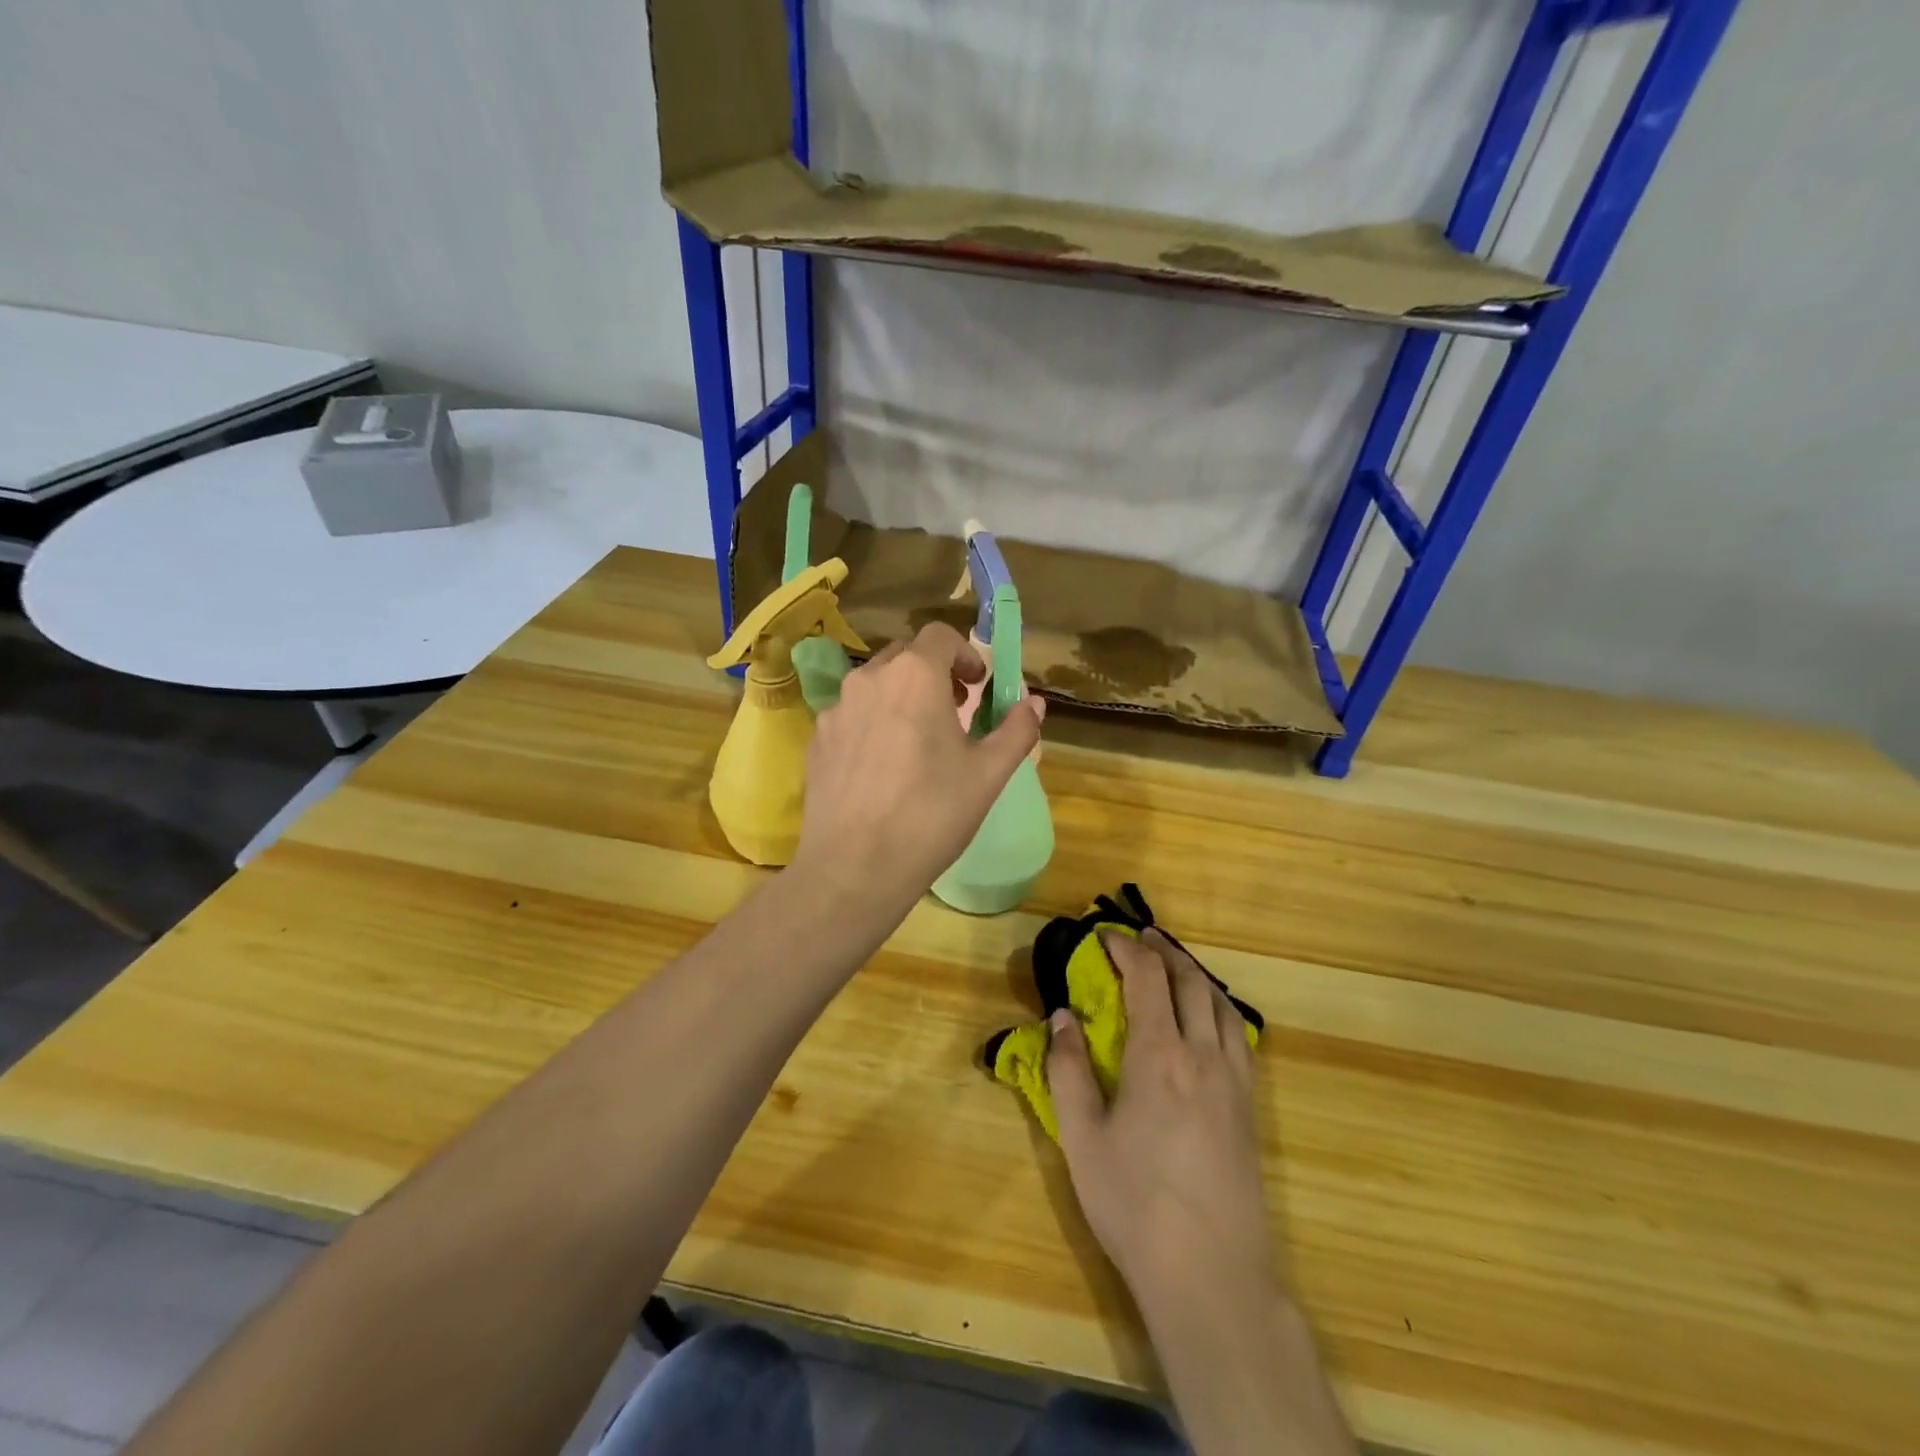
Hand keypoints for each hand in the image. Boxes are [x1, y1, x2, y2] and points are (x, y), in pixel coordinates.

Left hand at [794, 623, 1043, 912]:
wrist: (854, 867)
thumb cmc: (931, 814)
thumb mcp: (988, 774)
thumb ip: (1016, 730)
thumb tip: (1035, 704)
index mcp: (914, 676)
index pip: (940, 636)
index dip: (966, 654)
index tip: (978, 687)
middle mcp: (869, 680)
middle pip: (906, 656)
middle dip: (935, 673)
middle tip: (956, 711)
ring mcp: (835, 710)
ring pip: (875, 686)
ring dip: (903, 697)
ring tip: (919, 742)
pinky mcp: (816, 741)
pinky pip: (852, 715)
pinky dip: (874, 723)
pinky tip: (884, 768)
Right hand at [1047, 928, 1276, 1316]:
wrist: (1211, 1274)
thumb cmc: (1134, 1204)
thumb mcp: (1081, 1138)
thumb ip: (1068, 1070)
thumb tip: (1061, 1017)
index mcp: (1158, 1055)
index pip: (1147, 977)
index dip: (1126, 947)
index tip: (1105, 935)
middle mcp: (1202, 1055)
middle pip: (1190, 981)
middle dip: (1163, 951)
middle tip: (1140, 938)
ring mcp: (1233, 1081)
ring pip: (1220, 1004)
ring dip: (1194, 975)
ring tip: (1173, 967)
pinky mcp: (1250, 1108)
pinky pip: (1239, 1036)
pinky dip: (1219, 1009)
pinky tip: (1210, 1020)